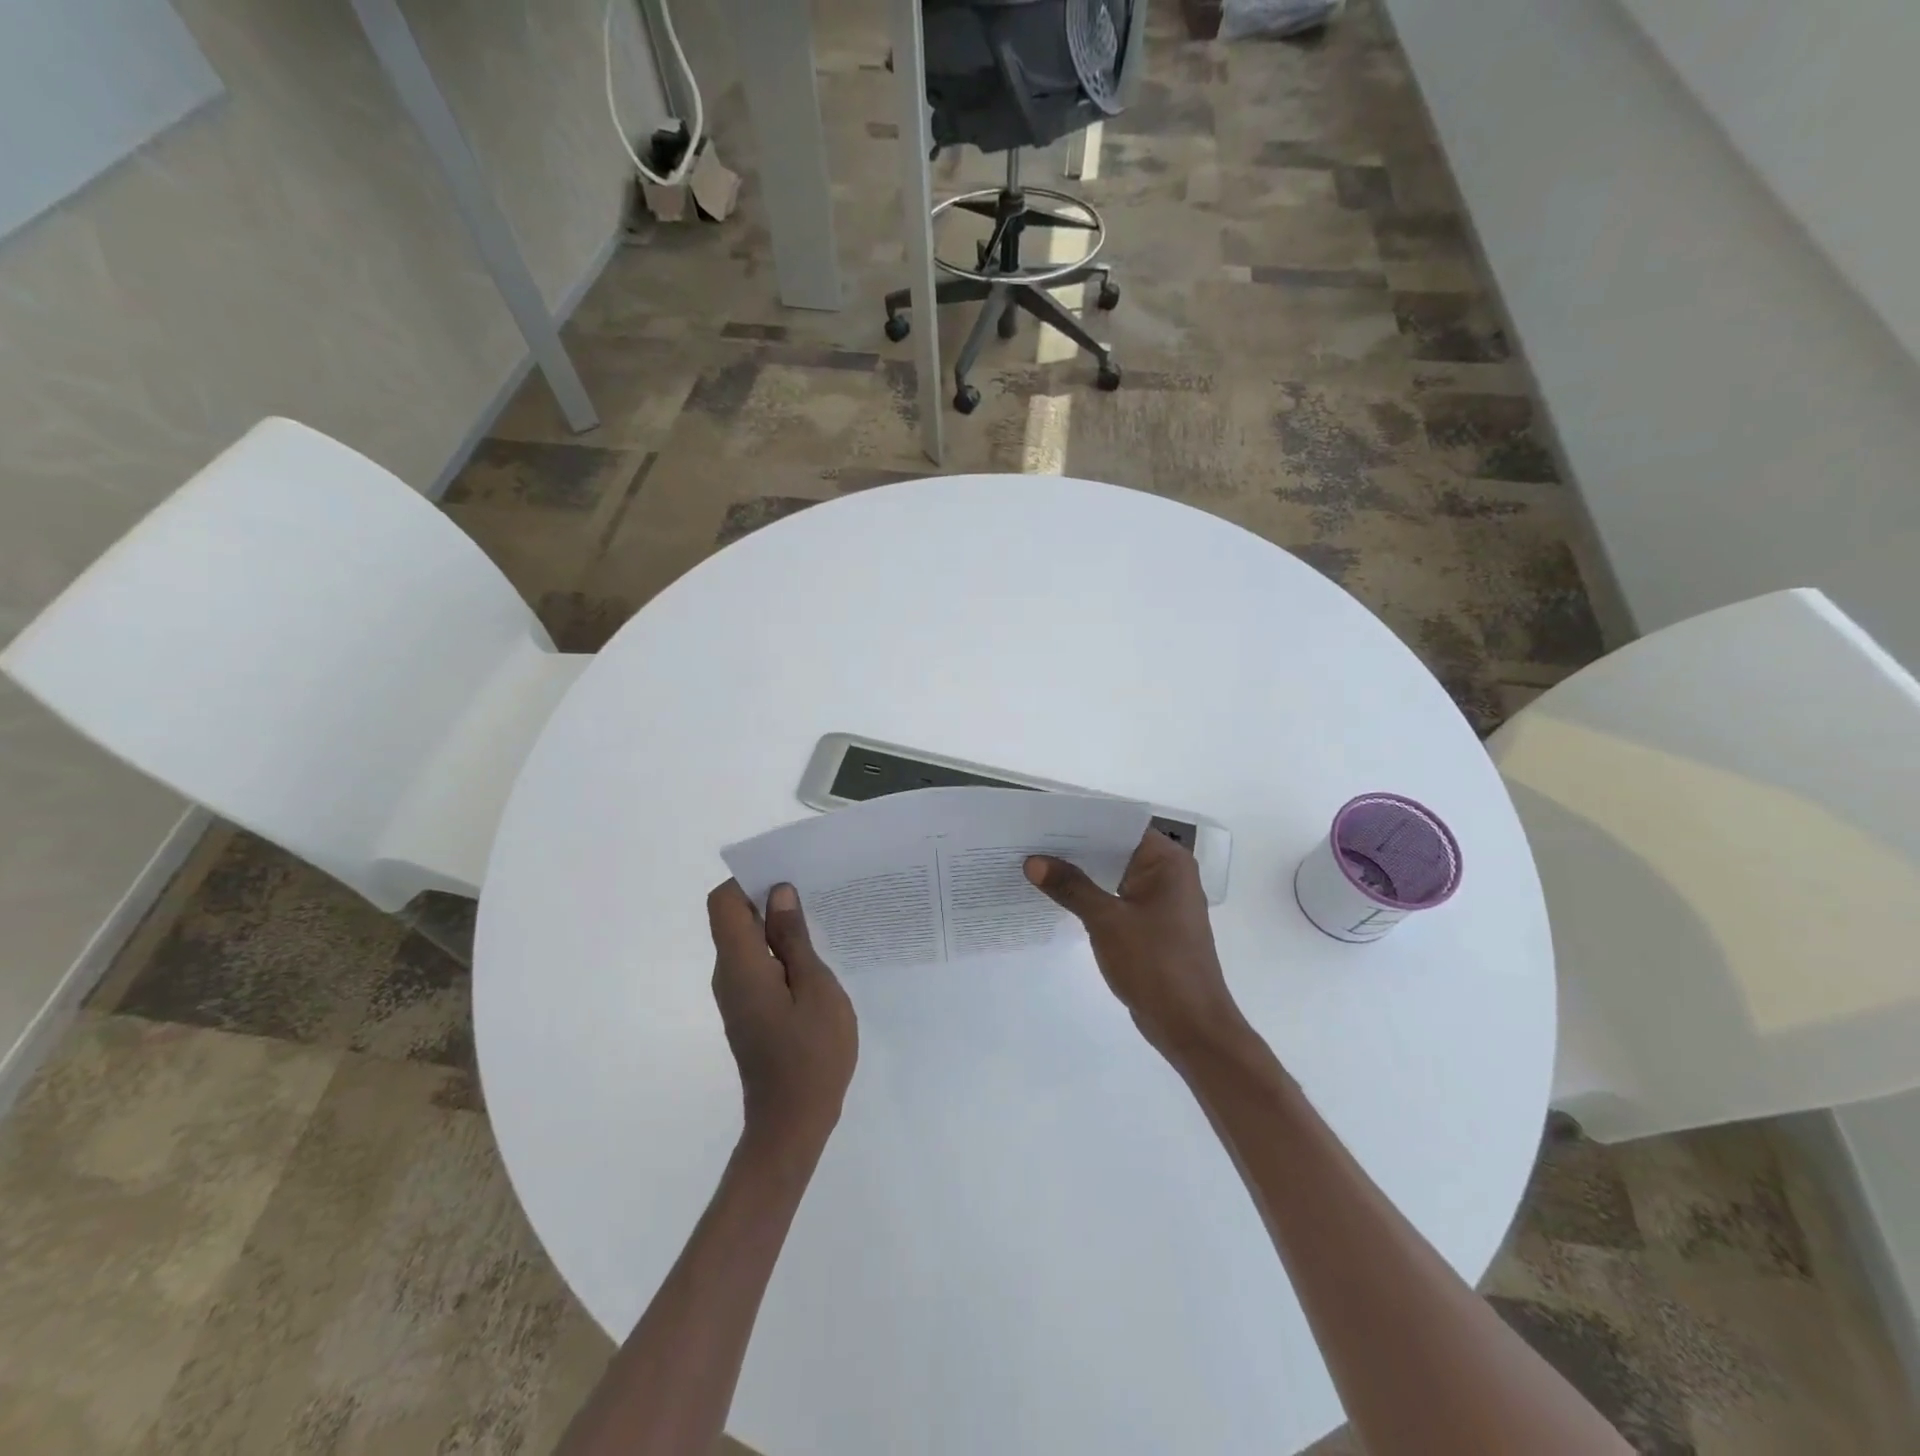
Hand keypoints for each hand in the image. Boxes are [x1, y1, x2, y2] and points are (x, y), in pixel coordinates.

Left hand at [707, 881, 857, 1158]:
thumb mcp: (816, 989)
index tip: (788, 874)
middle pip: (734, 919)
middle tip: (816, 891)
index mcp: (741, 966)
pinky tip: (815, 957)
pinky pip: (757, 964)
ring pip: (747, 942)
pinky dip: (780, 951)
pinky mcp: (749, 1010)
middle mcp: (729, 976)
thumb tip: (779, 894)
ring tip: (822, 919)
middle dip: (769, 898)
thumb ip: (794, 940)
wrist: (792, 1124)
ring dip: (777, 925)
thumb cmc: (811, 1055)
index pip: (723, 903)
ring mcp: (737, 996)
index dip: (748, 880)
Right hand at [1025, 830, 1248, 1066]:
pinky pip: (1116, 898)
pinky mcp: (1152, 925)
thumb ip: (1070, 887)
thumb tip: (1033, 861)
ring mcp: (1160, 900)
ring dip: (1081, 872)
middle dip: (1075, 847)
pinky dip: (1091, 896)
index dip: (1083, 820)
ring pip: (1114, 874)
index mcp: (1167, 861)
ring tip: (1036, 863)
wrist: (1190, 1026)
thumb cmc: (1155, 964)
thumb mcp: (1107, 921)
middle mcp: (1168, 873)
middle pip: (1115, 848)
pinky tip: (1058, 896)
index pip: (1120, 825)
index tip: (1044, 818)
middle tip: (1030, 839)